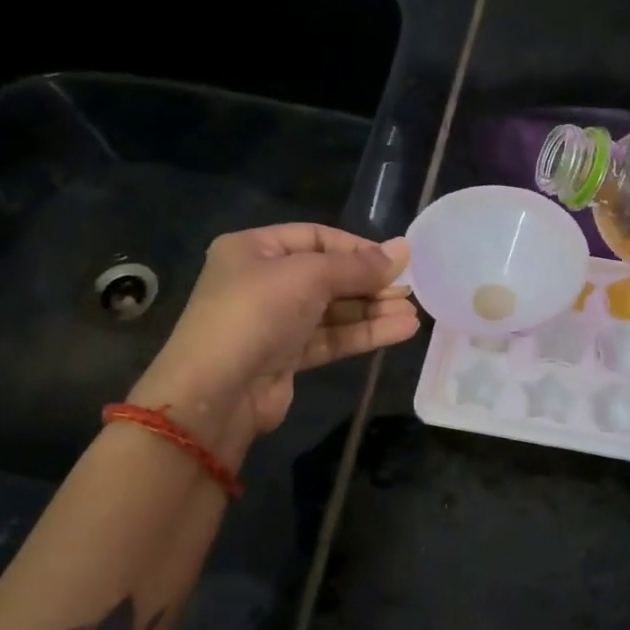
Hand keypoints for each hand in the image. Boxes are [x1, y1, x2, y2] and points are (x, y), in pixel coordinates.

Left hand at [128, 224, 418, 457]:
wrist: (216, 392)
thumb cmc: (256, 314)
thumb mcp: (308, 277)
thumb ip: (358, 266)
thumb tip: (403, 250)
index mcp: (254, 249)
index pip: (315, 237)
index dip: (357, 248)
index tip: (395, 260)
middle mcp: (262, 282)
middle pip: (327, 275)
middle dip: (369, 283)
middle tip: (410, 289)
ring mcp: (274, 322)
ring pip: (333, 310)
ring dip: (373, 311)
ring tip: (413, 313)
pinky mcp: (286, 357)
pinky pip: (331, 338)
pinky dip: (364, 333)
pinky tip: (400, 330)